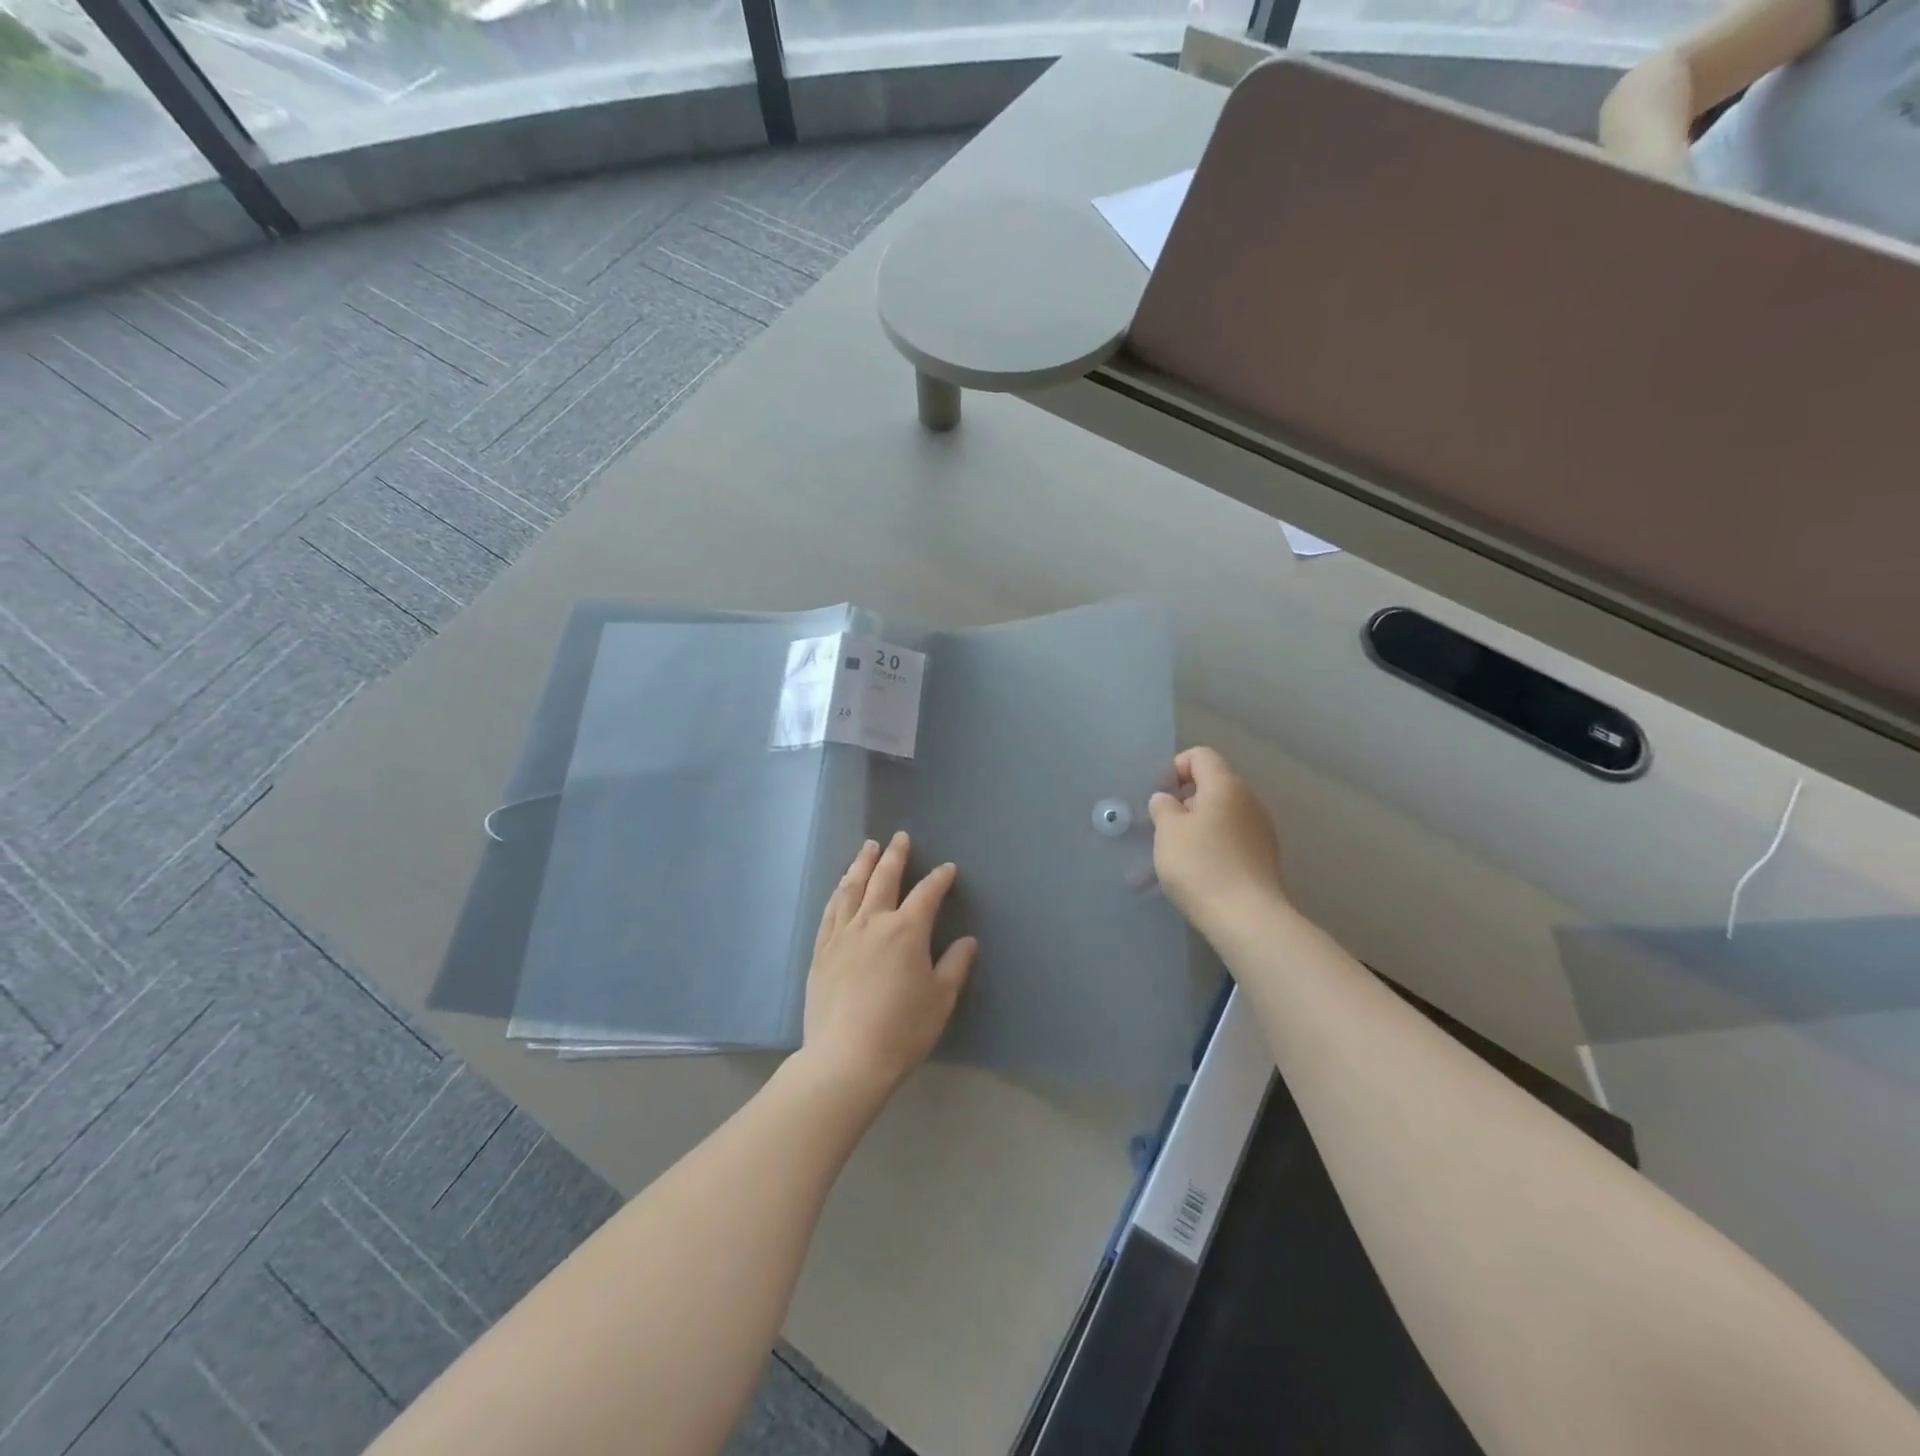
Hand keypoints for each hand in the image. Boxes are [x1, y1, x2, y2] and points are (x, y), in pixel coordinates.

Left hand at [800, 832, 976, 1099]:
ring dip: (862, 864)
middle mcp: (872, 922)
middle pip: (884, 878)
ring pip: (852, 888)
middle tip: (899, 837)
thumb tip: (968, 941)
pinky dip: (838, 893)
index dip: (939, 878)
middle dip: (895, 855)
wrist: (846, 1058)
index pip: (927, 893)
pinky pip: (830, 911)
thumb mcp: (940, 999)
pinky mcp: (821, 950)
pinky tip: (841, 888)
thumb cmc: (902, 1030)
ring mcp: (842, 934)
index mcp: (907, 930)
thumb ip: (955, 965)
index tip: (947, 869)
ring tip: (867, 848)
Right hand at [1148, 746, 1285, 933]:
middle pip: (1213, 786)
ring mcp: (1260, 830)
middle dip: (1184, 801)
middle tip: (1163, 827)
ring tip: (1174, 855)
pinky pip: (1231, 840)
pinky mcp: (1263, 858)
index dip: (1176, 767)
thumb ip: (1163, 807)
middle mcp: (1249, 801)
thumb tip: (1168, 799)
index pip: (1201, 756)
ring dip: (1196, 827)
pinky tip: (1196, 873)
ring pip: (1221, 816)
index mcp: (1225, 786)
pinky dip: (1211, 847)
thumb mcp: (1168, 831)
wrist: (1247, 917)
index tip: (1160, 795)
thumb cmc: (1200, 865)